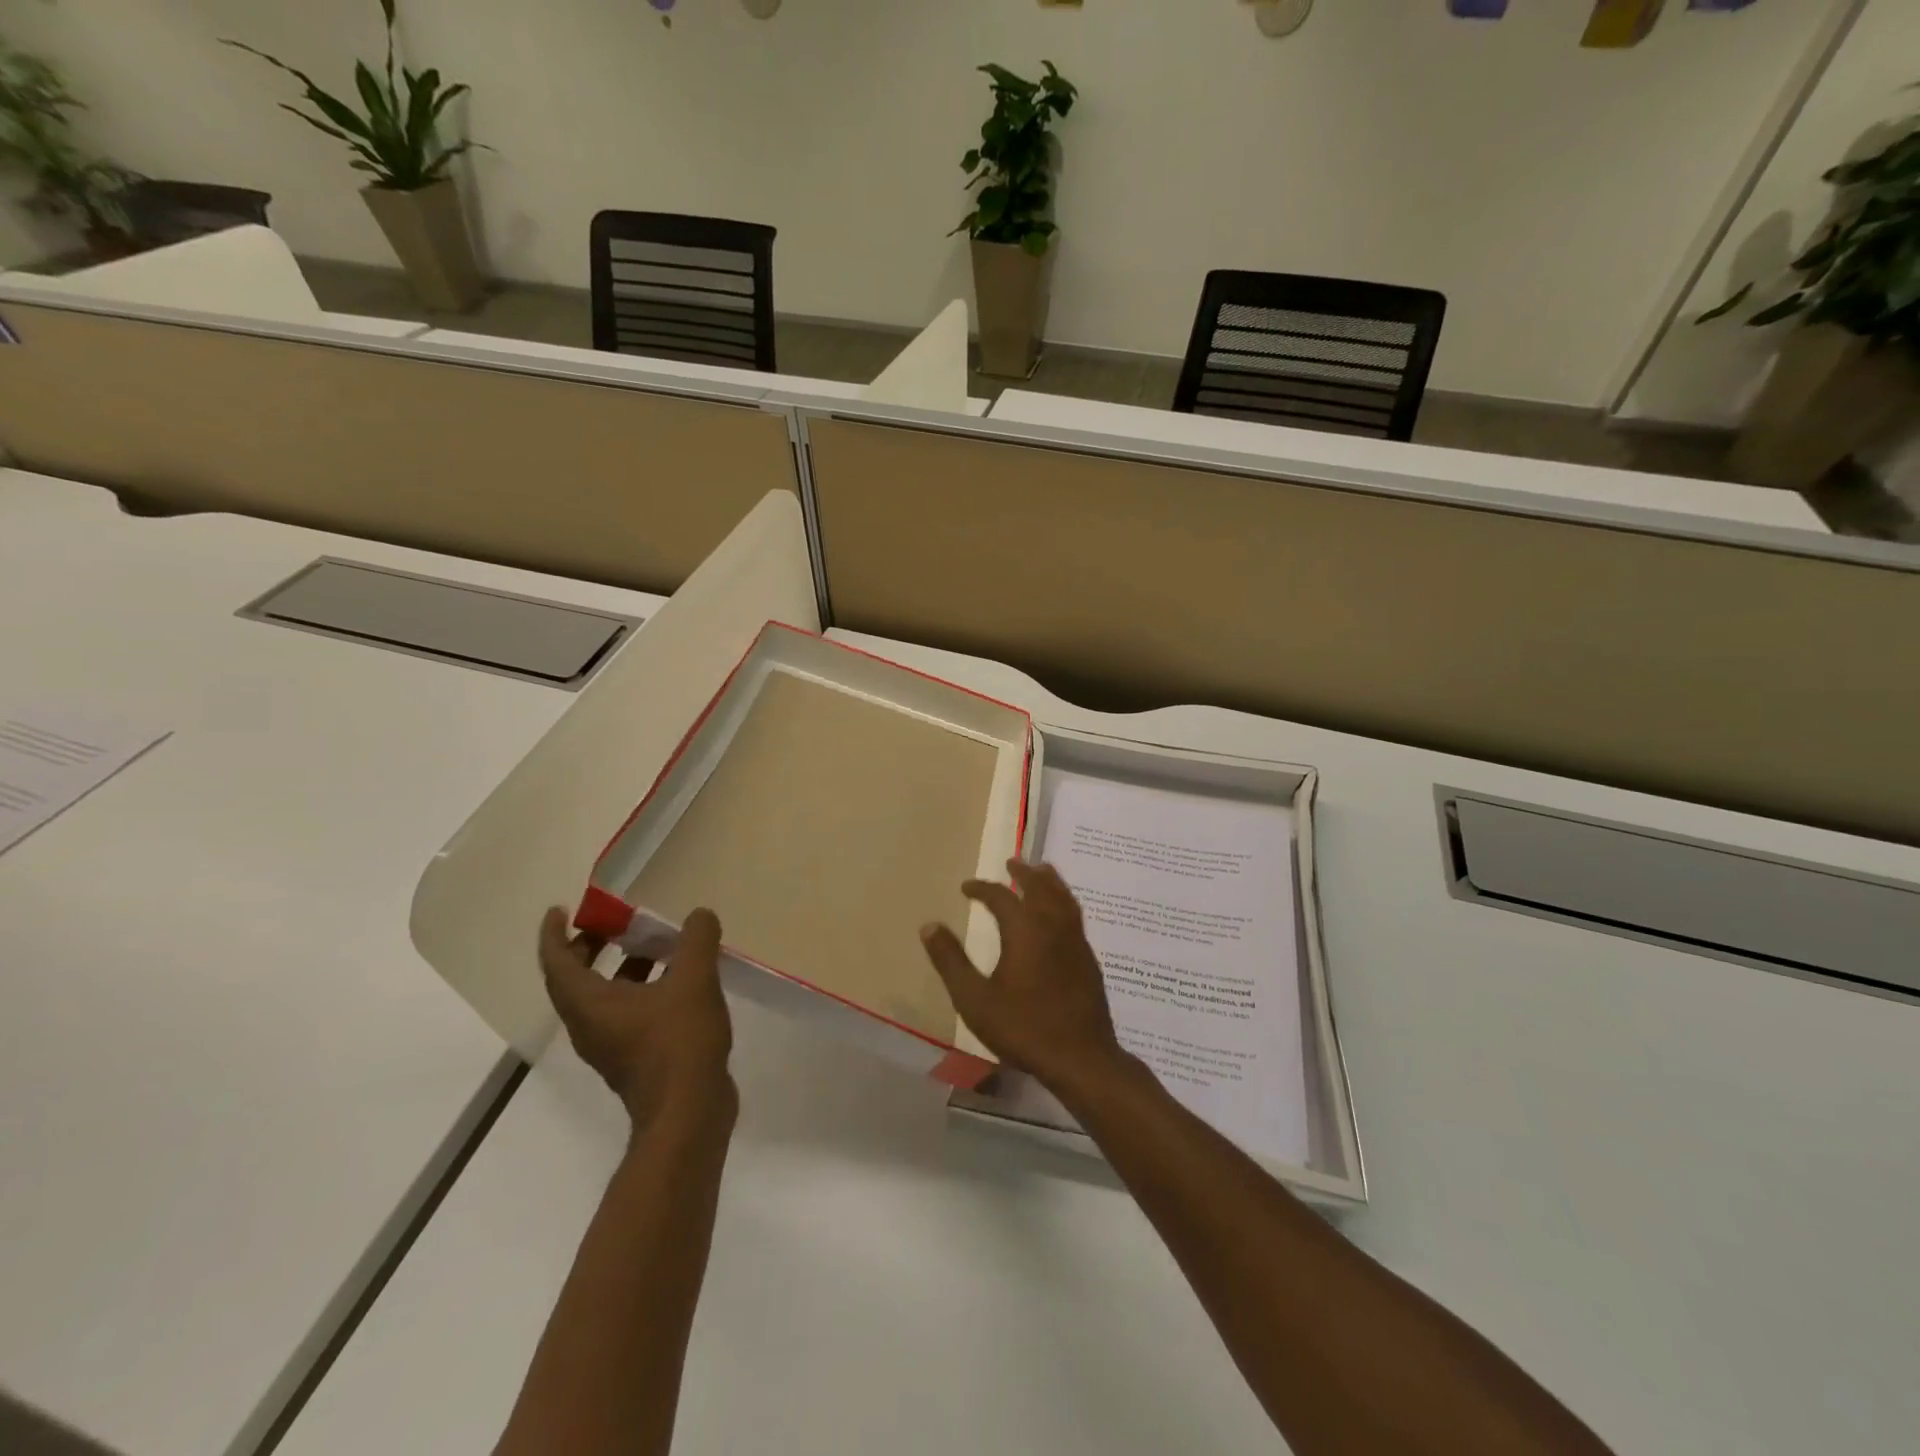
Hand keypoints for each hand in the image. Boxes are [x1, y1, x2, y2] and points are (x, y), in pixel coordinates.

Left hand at [538, 906, 734, 1131]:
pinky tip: (677, 980)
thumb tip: (699, 916)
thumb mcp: (693, 980)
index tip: (560, 909)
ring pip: (603, 997)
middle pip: (574, 980)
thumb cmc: (678, 1042)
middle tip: (612, 922)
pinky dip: (640, 988)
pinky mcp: (635, 1058)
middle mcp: (590, 1025)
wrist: (689, 1113)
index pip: (556, 963)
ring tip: (652, 944)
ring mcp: (612, 1045)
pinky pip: (626, 1012)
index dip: (553, 933)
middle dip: (588, 947)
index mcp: (589, 1005)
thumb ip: (695, 941)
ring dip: (619, 967)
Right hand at [919, 860, 1129, 1097]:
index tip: (967, 887)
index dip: (982, 888)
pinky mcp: (1088, 959)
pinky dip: (1063, 901)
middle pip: (1041, 887)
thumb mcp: (975, 999)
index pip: (1001, 896)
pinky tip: (1060, 915)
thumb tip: (929, 926)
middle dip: (1024, 873)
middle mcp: (1053, 926)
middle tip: (1013, 862)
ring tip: (1042, 872)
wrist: (1081, 1057)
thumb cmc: (1023, 1027)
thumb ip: (951, 961)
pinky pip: (1075, 915)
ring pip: (1064, 898)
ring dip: (1050, 881)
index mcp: (1025, 930)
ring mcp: (1076, 941)